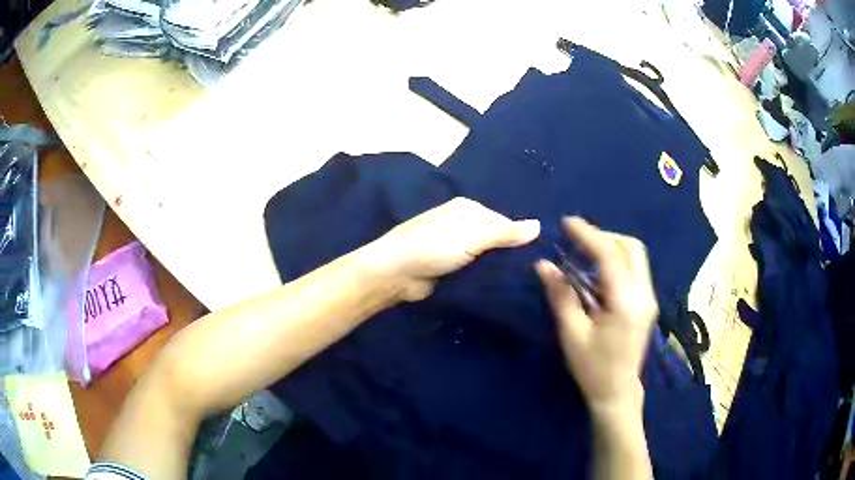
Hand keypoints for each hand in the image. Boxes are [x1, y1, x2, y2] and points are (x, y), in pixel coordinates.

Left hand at [373, 197, 539, 301]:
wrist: (395, 273)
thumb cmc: (433, 247)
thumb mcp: (472, 237)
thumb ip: (504, 233)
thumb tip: (538, 225)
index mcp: (467, 209)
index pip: (503, 221)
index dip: (518, 237)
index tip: (535, 256)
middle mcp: (461, 224)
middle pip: (494, 239)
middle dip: (508, 253)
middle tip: (531, 271)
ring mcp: (454, 246)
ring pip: (484, 256)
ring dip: (496, 267)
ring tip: (521, 281)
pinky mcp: (449, 266)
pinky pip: (473, 269)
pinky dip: (483, 276)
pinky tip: (500, 287)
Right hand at [535, 217, 657, 415]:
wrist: (617, 392)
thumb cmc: (592, 368)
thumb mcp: (572, 334)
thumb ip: (561, 296)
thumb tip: (544, 265)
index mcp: (626, 303)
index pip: (610, 255)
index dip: (588, 235)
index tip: (567, 223)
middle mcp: (643, 294)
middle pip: (631, 247)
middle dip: (604, 237)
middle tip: (577, 241)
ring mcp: (649, 298)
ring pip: (635, 256)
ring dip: (611, 248)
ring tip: (584, 254)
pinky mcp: (647, 303)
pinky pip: (634, 270)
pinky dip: (616, 262)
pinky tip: (597, 274)